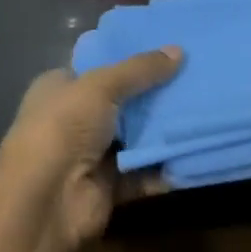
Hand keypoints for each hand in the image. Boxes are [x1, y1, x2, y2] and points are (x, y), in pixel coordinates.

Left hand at [0, 48, 182, 249]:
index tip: (167, 50)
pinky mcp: (109, 186)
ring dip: (164, 129)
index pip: (98, 67)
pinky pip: (144, 171)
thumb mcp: (101, 86)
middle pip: (122, 101)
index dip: (129, 58)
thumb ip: (141, 69)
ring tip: (204, 108)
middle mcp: (73, 119)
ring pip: (136, 137)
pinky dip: (165, 164)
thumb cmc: (63, 128)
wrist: (46, 201)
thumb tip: (179, 51)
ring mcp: (91, 154)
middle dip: (155, 93)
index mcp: (60, 88)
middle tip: (195, 77)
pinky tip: (196, 148)